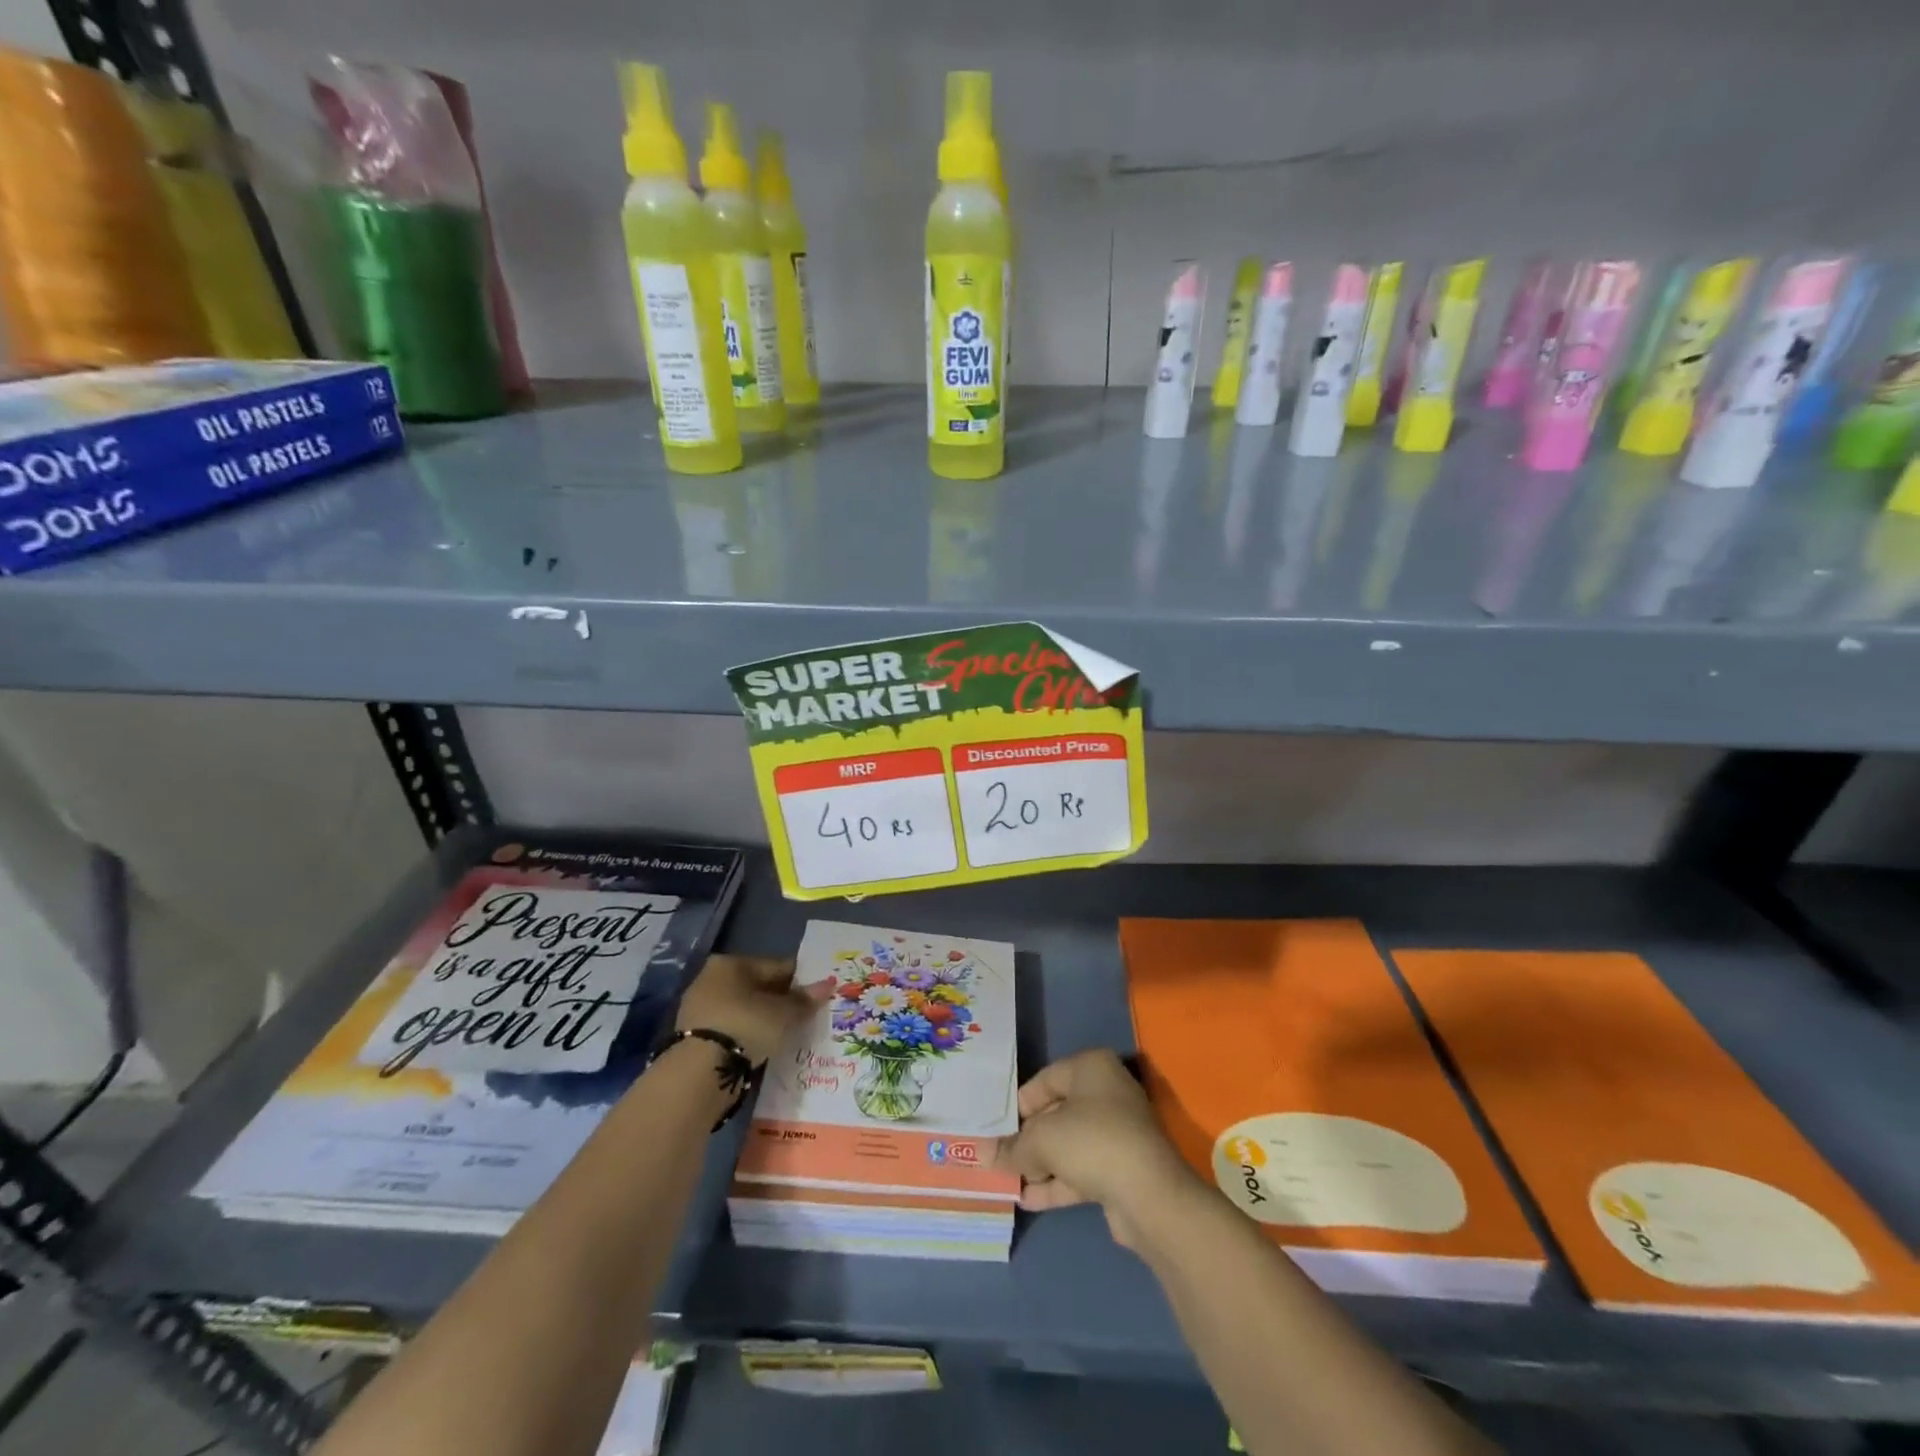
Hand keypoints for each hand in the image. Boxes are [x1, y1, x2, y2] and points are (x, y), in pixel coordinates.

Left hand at [675, 954, 826, 1065]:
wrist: (699, 1072)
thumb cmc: (746, 1026)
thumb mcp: (784, 1014)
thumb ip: (805, 1000)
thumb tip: (827, 985)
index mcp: (730, 963)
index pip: (774, 967)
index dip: (798, 980)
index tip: (815, 995)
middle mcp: (710, 979)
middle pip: (757, 988)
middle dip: (779, 1001)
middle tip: (803, 1017)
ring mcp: (698, 1009)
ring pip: (743, 1010)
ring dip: (762, 1020)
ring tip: (785, 1036)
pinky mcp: (692, 1037)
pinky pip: (730, 1030)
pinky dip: (746, 1036)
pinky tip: (761, 1048)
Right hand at [993, 1049, 1195, 1244]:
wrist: (1148, 1196)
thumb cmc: (1091, 1142)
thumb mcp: (1042, 1139)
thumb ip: (1012, 1146)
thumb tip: (984, 1154)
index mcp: (1091, 1068)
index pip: (1045, 1079)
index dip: (1018, 1104)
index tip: (996, 1128)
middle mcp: (1107, 1093)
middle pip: (1056, 1112)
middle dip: (1027, 1138)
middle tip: (998, 1155)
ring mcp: (1117, 1132)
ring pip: (1068, 1144)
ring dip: (1039, 1163)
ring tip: (1006, 1180)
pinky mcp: (1120, 1168)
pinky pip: (1080, 1169)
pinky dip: (1056, 1182)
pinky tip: (1026, 1198)